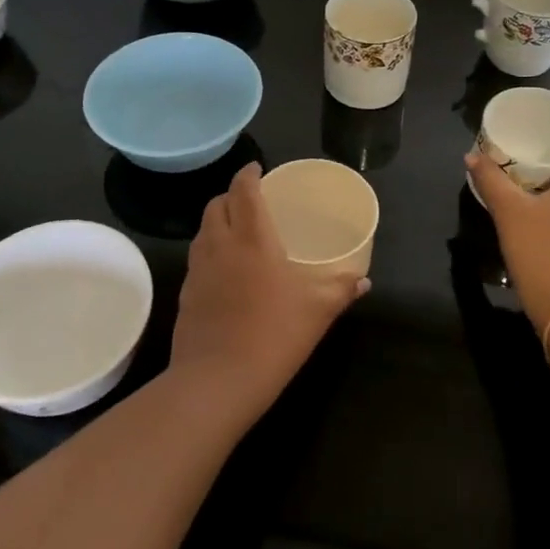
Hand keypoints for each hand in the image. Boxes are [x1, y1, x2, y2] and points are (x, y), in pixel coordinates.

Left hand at [171, 162, 368, 416]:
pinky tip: (225, 272)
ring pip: (202, 231)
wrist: (217, 380)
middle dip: (231, 195)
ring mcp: (198, 270)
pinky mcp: (186, 295)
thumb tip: (363, 281)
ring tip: (237, 231)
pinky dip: (210, 251)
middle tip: (250, 200)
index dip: (248, 174)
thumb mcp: (318, 310)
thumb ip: (342, 289)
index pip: (243, 190)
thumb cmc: (274, 333)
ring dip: (217, 221)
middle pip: (216, 205)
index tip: (257, 168)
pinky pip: (197, 260)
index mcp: (251, 238)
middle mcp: (219, 245)